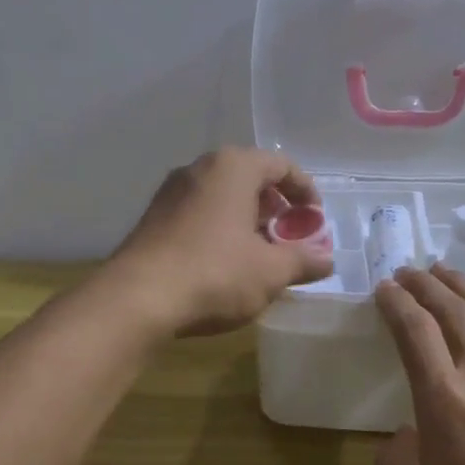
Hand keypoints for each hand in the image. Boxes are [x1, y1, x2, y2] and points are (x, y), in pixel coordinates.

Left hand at [108, 148, 333, 336]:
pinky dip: (219, 229)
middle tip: (288, 237)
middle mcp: (199, 169)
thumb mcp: (270, 271)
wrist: (137, 298)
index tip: (315, 221)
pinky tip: (224, 263)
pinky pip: (197, 213)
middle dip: (274, 207)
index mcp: (232, 167)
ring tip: (259, 253)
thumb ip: (303, 260)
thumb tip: (327, 260)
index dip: (305, 191)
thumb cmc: (215, 273)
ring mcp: (171, 192)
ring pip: (221, 196)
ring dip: (246, 219)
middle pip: (249, 177)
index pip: (281, 165)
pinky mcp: (152, 218)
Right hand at [372, 262, 464, 464]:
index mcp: (443, 401)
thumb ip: (393, 464)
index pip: (413, 331)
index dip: (395, 303)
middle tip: (408, 272)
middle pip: (451, 312)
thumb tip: (408, 435)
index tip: (384, 289)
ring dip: (463, 286)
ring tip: (444, 270)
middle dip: (424, 285)